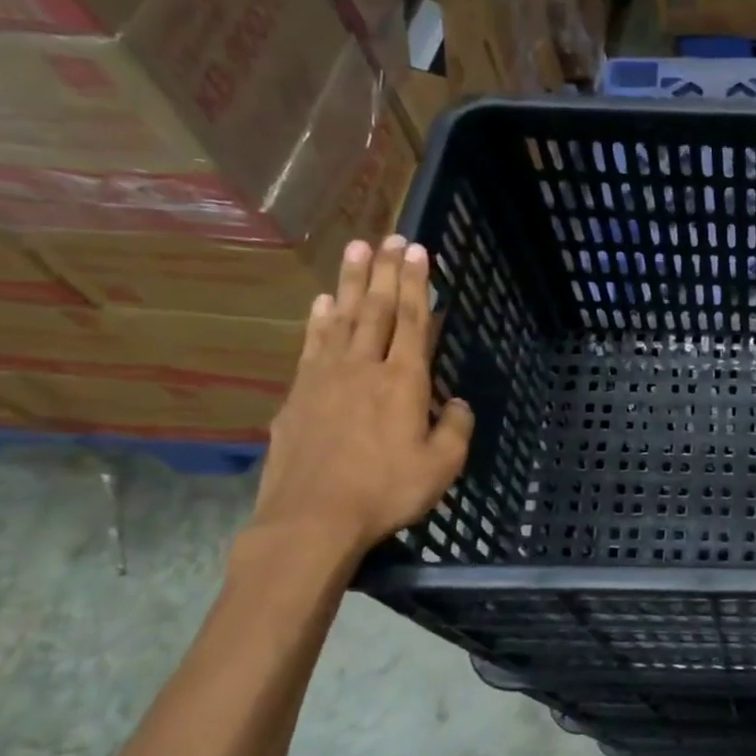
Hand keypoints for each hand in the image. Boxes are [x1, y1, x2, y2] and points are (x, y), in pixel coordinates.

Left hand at [251, 235, 473, 556]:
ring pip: (341, 318)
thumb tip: (457, 403)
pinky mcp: (298, 395)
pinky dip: (318, 320)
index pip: (412, 321)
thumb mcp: (442, 466)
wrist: (312, 518)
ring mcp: (325, 378)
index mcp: (404, 382)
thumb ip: (455, 428)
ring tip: (356, 249)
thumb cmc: (386, 491)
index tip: (418, 251)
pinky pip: (312, 345)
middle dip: (385, 271)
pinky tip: (321, 303)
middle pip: (376, 309)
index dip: (417, 285)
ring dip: (350, 282)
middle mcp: (364, 368)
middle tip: (390, 237)